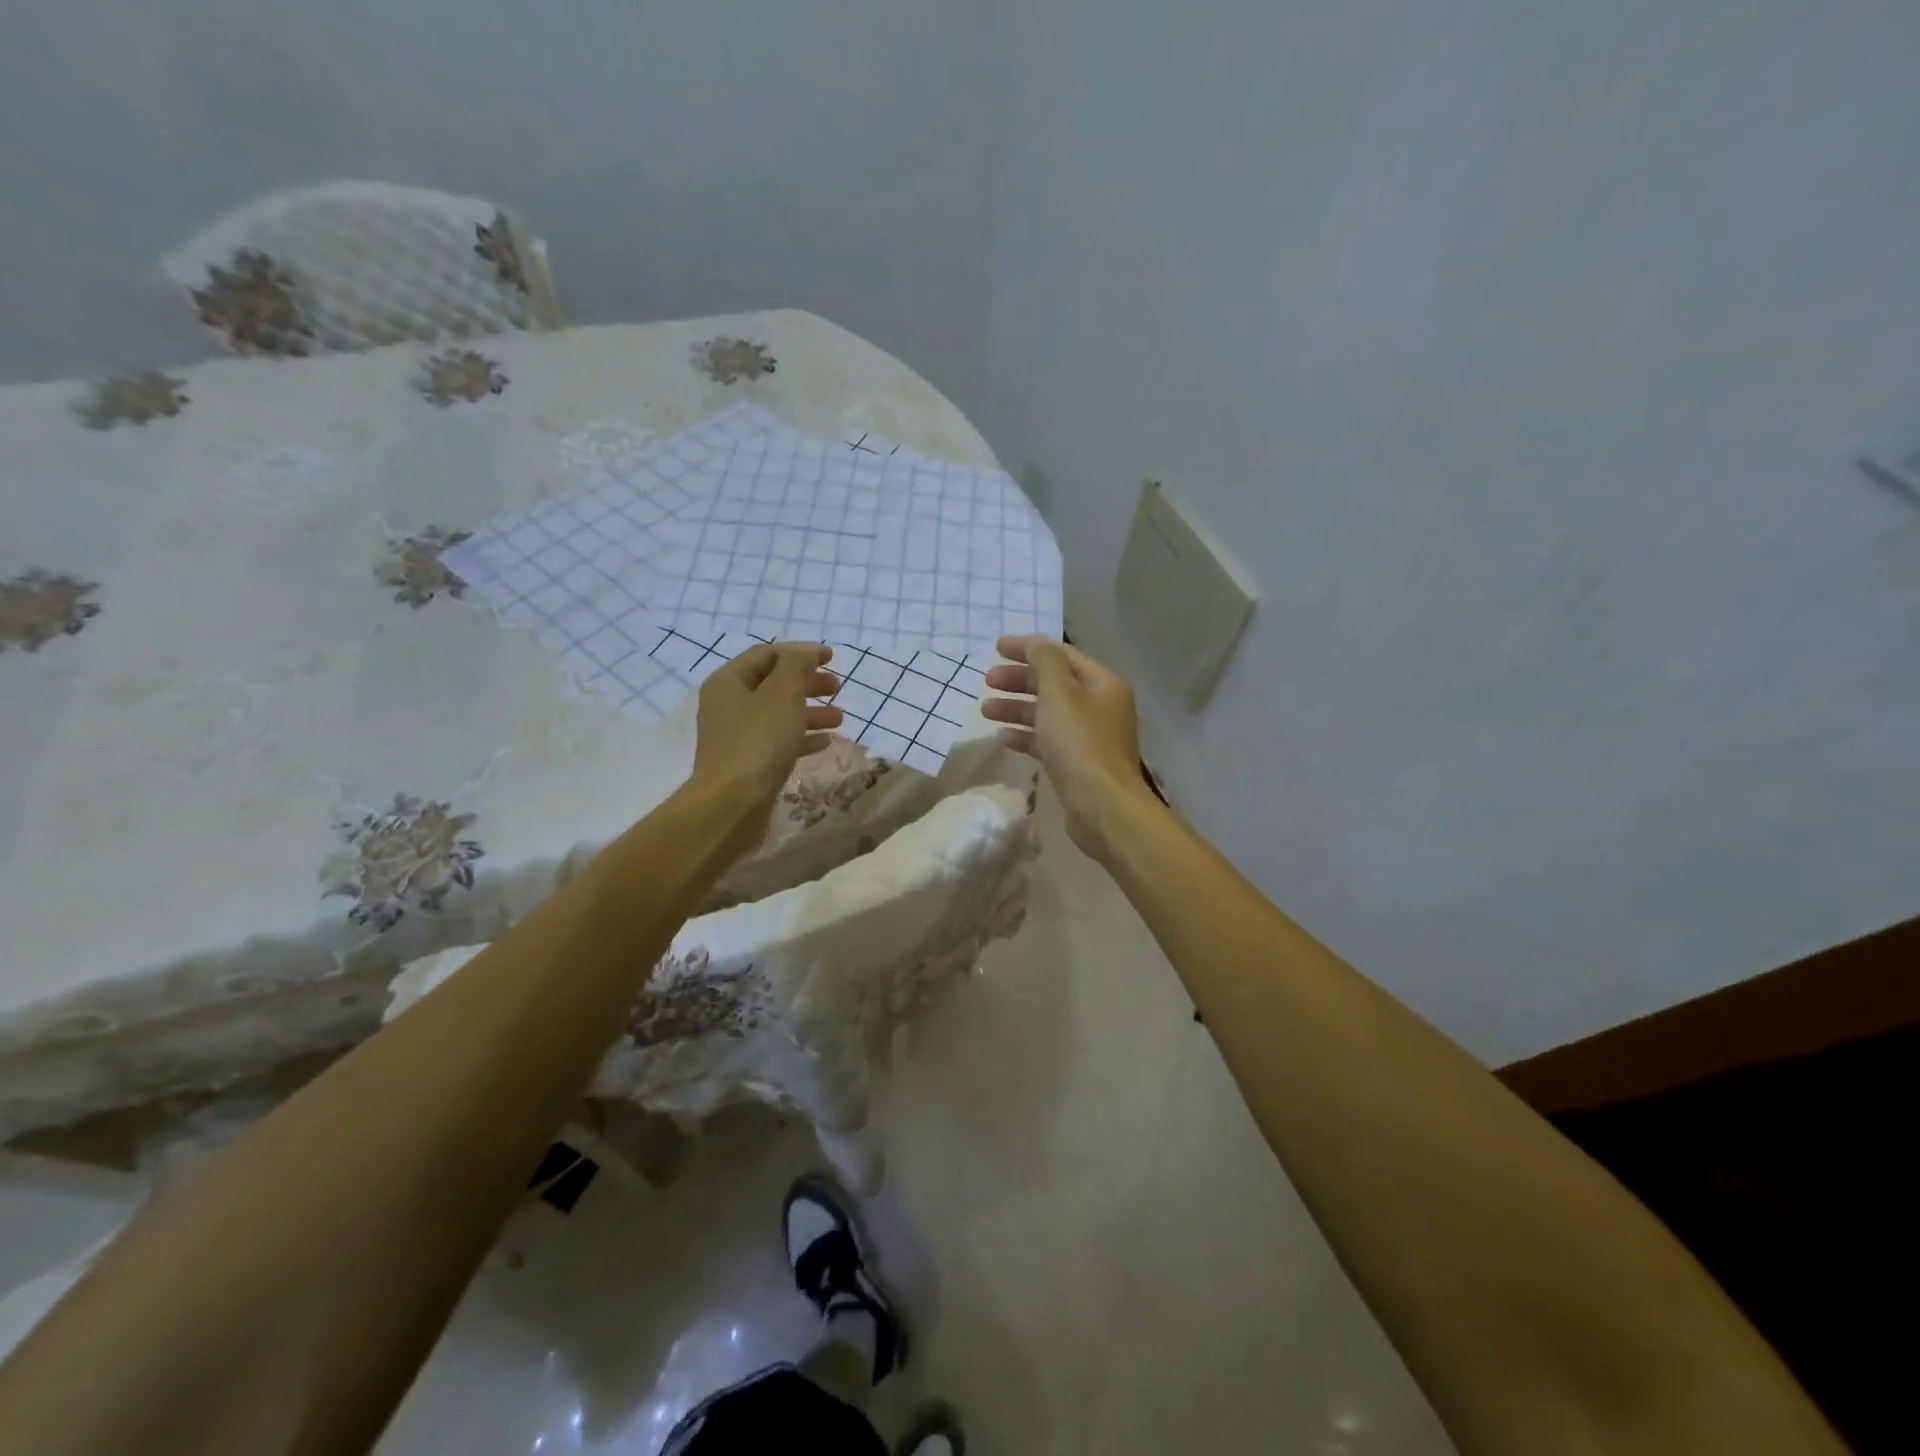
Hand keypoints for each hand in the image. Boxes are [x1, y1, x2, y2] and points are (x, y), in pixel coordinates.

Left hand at [693, 642, 842, 815]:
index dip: (801, 652)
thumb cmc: (758, 741)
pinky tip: (826, 743)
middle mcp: (728, 705)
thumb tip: (806, 652)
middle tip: (837, 688)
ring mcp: (736, 736)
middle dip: (807, 683)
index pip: (767, 654)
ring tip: (840, 718)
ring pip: (778, 714)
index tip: (832, 658)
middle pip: (773, 684)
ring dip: (810, 712)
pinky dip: (802, 737)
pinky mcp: (747, 763)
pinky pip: (778, 741)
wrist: (732, 804)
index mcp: (729, 681)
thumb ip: (797, 665)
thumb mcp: (782, 694)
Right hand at [983, 635, 1153, 862]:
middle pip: (1054, 684)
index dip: (1028, 648)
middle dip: (1019, 680)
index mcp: (1102, 683)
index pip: (1061, 655)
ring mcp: (1090, 737)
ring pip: (1048, 713)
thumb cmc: (1080, 743)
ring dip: (1017, 708)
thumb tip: (1035, 643)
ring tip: (986, 710)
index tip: (995, 649)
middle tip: (987, 682)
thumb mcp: (1059, 694)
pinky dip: (1027, 735)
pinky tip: (1004, 738)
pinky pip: (1049, 740)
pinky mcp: (1078, 763)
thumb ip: (1045, 662)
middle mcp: (1100, 706)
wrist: (1102, 806)